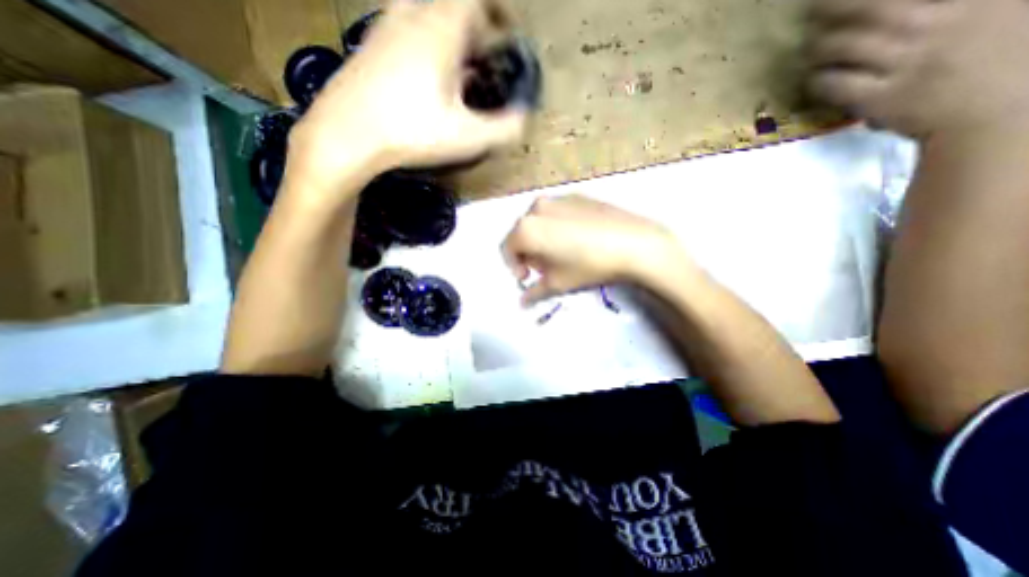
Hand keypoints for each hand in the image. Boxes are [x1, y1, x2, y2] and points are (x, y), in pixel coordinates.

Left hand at [284, 1, 525, 197]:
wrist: (346, 135)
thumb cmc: (411, 132)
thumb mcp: (466, 137)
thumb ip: (503, 129)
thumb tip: (524, 118)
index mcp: (440, 28)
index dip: (497, 10)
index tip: (508, 34)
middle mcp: (413, 15)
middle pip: (453, 6)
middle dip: (476, 29)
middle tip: (487, 59)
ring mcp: (387, 27)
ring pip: (428, 15)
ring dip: (451, 36)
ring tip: (461, 70)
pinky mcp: (372, 46)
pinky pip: (408, 30)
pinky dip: (427, 44)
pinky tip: (429, 79)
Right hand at [498, 196, 690, 307]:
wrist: (634, 243)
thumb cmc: (588, 265)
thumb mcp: (558, 283)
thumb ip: (534, 292)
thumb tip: (522, 302)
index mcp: (526, 227)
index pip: (507, 248)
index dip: (514, 266)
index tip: (528, 278)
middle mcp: (537, 207)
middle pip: (522, 233)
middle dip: (529, 253)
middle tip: (547, 268)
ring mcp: (558, 198)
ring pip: (539, 222)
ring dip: (542, 239)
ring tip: (563, 254)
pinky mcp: (578, 195)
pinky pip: (557, 214)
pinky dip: (557, 227)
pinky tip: (578, 240)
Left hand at [807, 0, 1028, 139]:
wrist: (1001, 114)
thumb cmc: (1002, 59)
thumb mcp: (998, 12)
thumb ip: (949, 9)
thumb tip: (898, 10)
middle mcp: (940, 21)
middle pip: (866, 9)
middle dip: (829, 9)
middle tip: (811, 12)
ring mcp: (908, 61)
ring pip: (843, 47)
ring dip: (816, 48)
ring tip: (807, 50)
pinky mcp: (881, 97)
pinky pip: (835, 85)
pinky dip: (818, 80)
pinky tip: (814, 79)